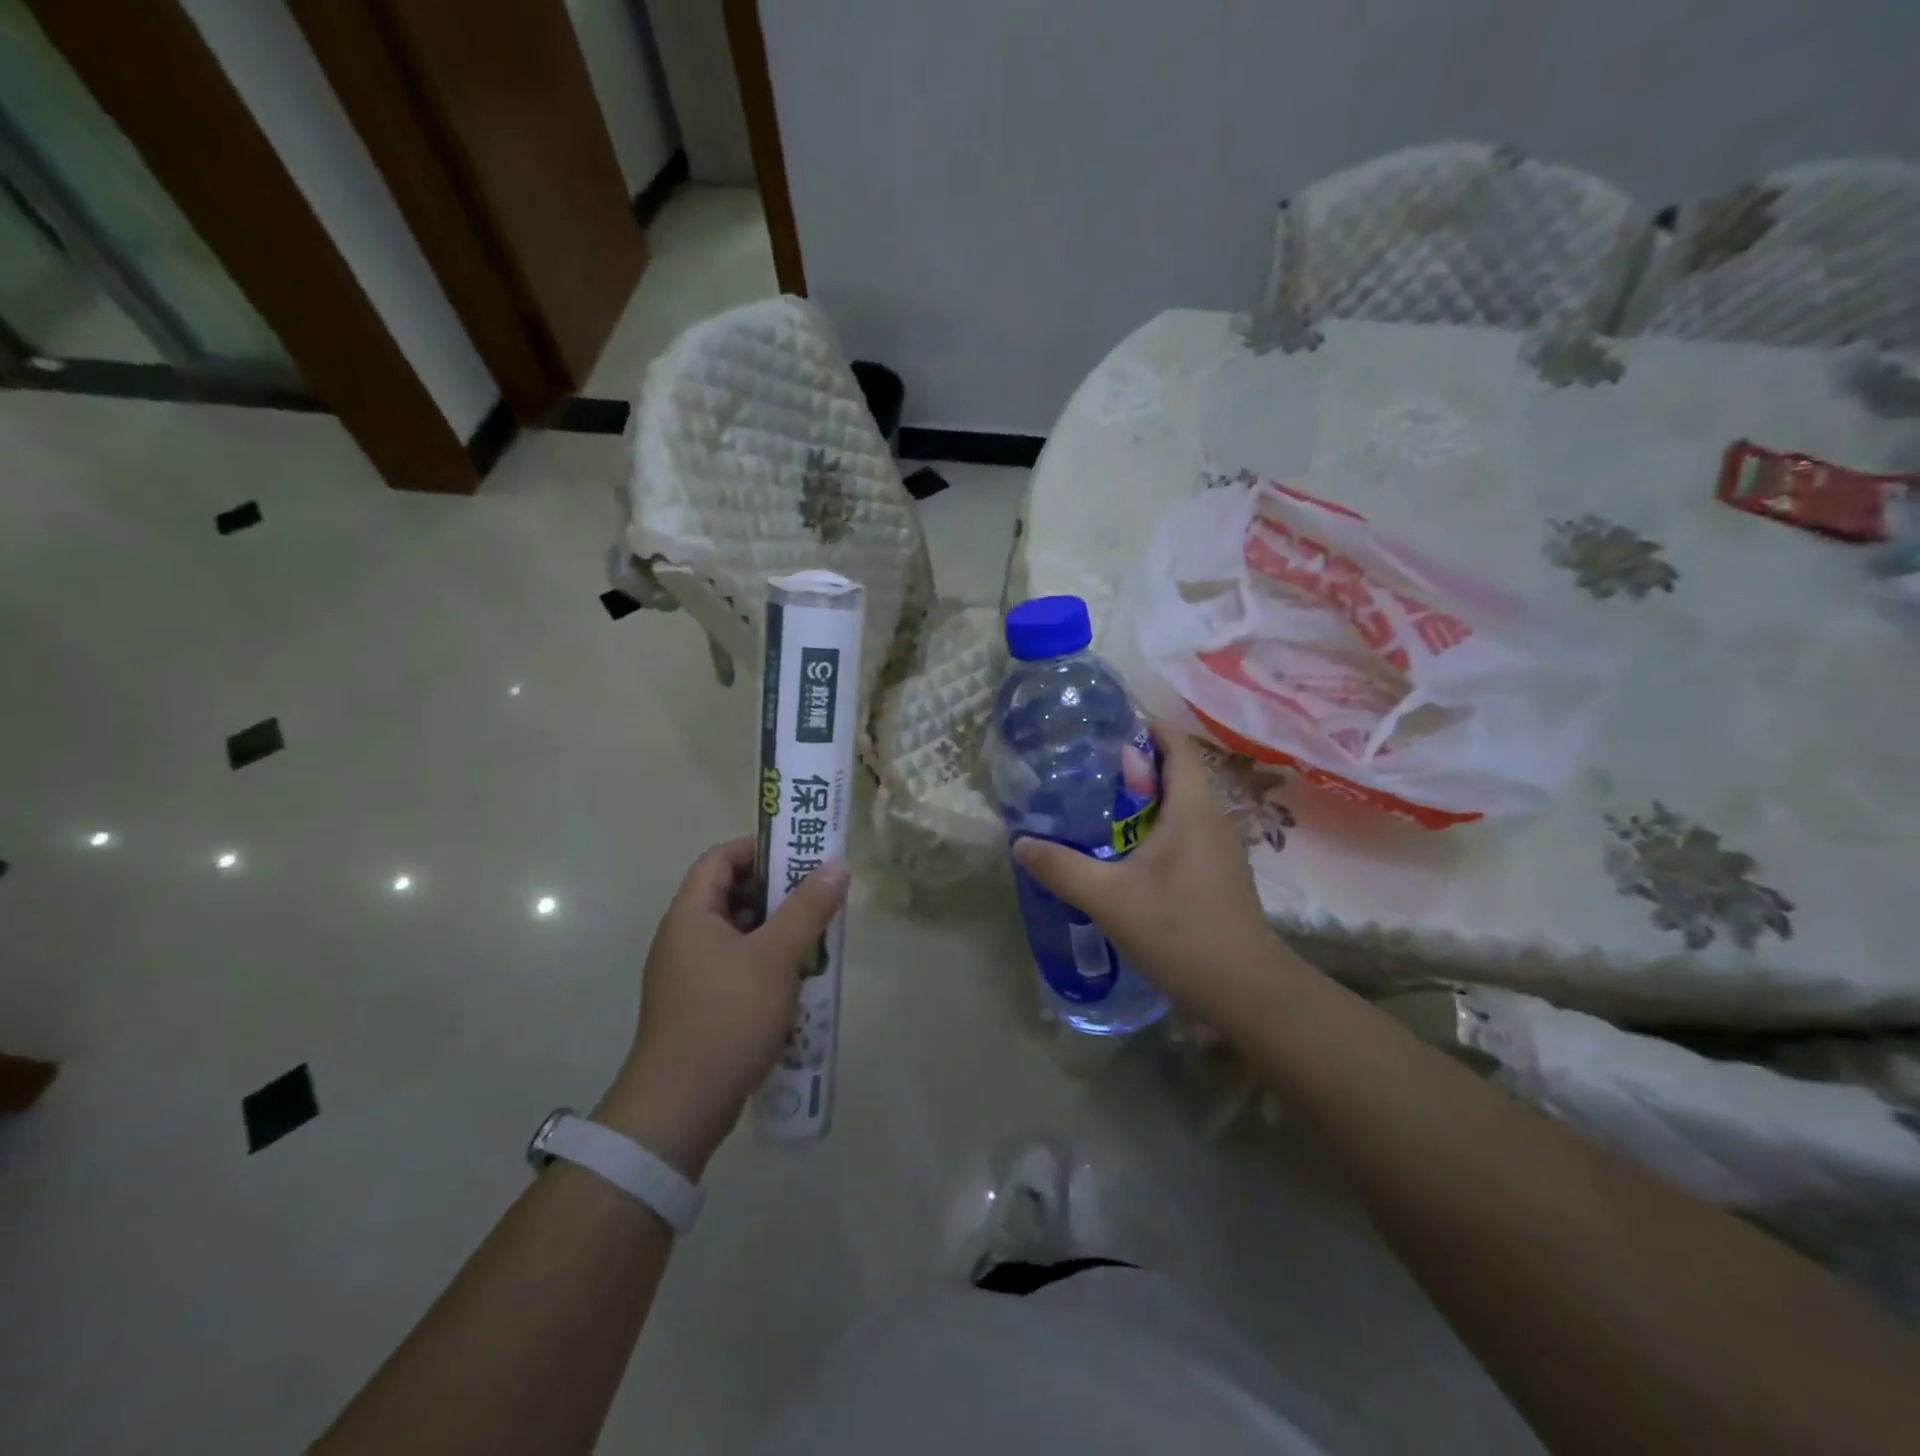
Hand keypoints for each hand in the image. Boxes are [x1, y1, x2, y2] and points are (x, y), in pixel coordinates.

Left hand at [596, 838, 847, 1178]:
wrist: (679, 1108)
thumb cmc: (727, 1017)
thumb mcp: (775, 957)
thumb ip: (807, 908)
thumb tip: (836, 865)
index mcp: (692, 915)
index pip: (720, 859)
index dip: (759, 849)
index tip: (800, 856)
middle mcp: (685, 938)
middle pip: (732, 895)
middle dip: (779, 893)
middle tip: (820, 898)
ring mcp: (690, 975)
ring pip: (740, 935)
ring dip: (778, 932)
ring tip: (818, 939)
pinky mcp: (701, 1007)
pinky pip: (738, 968)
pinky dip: (768, 965)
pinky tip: (799, 982)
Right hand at [1013, 727, 1286, 1012]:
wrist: (1243, 988)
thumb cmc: (1179, 930)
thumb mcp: (1109, 898)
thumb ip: (1062, 867)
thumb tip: (1020, 843)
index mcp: (1193, 807)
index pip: (1174, 744)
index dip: (1142, 728)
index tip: (1101, 730)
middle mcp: (1212, 817)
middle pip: (1174, 772)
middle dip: (1131, 766)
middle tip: (1084, 771)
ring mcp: (1219, 846)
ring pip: (1178, 805)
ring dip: (1141, 800)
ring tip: (1096, 807)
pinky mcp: (1217, 872)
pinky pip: (1183, 832)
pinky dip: (1153, 828)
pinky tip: (1123, 852)